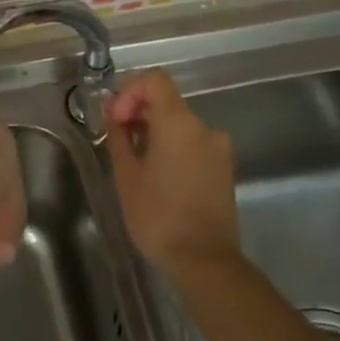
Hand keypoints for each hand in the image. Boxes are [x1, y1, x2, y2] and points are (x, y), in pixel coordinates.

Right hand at [104, 70, 241, 281]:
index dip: (130, 92)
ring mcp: (219, 148)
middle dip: (138, 113)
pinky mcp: (224, 167)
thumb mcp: (126, 175)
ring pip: (180, 124)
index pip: (155, 80)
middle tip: (117, 141)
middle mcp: (204, 127)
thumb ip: (119, 136)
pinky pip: (193, 143)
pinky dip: (172, 147)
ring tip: (135, 163)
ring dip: (154, 132)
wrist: (204, 260)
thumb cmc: (158, 216)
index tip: (117, 120)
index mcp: (179, 123)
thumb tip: (115, 114)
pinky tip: (158, 176)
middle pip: (167, 102)